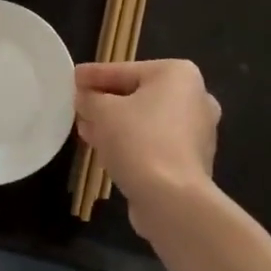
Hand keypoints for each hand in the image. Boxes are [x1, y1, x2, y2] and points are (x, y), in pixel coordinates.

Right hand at [75, 60, 219, 221]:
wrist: (172, 200)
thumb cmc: (138, 140)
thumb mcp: (101, 111)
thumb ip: (89, 98)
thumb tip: (85, 98)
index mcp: (178, 74)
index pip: (124, 70)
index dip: (94, 75)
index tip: (72, 78)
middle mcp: (195, 98)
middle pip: (138, 95)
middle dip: (106, 103)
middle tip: (79, 107)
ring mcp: (198, 132)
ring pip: (146, 122)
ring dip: (116, 126)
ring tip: (86, 131)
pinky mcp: (192, 162)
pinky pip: (154, 144)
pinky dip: (132, 144)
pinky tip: (106, 152)